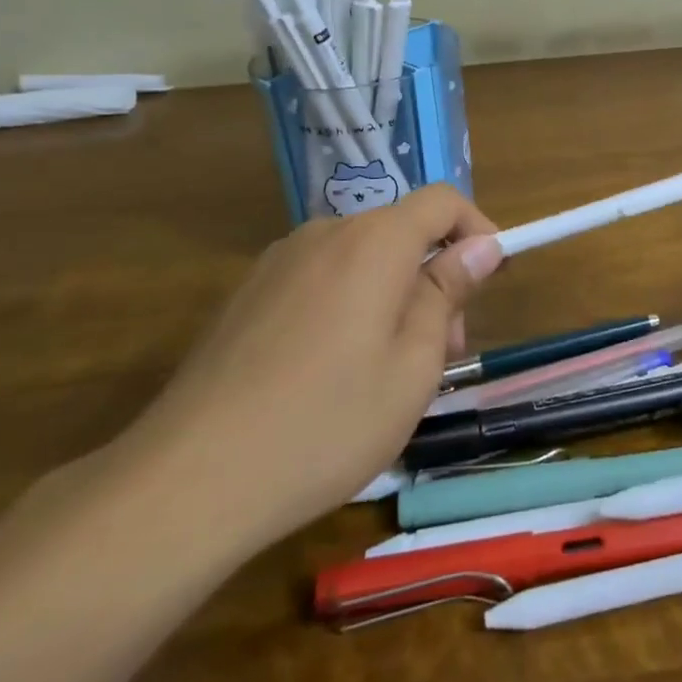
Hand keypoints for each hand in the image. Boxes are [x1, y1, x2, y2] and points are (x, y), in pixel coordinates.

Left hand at [114, 185, 503, 560]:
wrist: (189, 479)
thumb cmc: (327, 422)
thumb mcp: (413, 364)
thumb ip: (447, 292)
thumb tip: (481, 245)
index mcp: (374, 242)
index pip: (442, 201)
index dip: (477, 230)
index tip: (492, 280)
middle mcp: (324, 233)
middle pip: (400, 232)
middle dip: (435, 277)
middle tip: (442, 353)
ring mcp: (277, 262)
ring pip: (360, 259)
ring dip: (393, 295)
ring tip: (388, 372)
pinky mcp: (246, 294)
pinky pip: (319, 280)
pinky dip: (349, 306)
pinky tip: (332, 374)